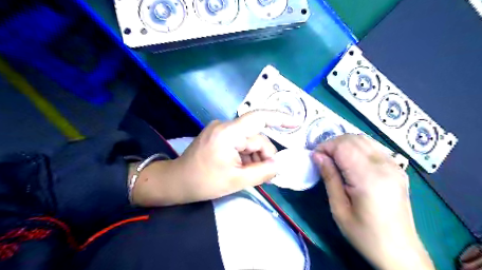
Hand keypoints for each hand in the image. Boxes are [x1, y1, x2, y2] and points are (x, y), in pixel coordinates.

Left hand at [131, 109, 293, 206]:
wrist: (176, 182)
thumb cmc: (203, 182)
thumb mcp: (236, 180)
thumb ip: (262, 172)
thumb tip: (279, 165)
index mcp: (228, 133)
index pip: (258, 118)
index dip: (279, 118)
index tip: (296, 122)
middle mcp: (225, 126)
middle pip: (255, 137)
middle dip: (264, 155)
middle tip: (267, 175)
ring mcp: (221, 130)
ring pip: (248, 141)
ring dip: (254, 157)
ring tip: (251, 175)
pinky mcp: (219, 136)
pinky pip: (239, 143)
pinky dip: (245, 155)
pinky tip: (243, 168)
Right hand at [311, 135, 434, 269]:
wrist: (399, 250)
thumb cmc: (364, 234)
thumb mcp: (339, 209)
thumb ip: (329, 177)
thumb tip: (317, 155)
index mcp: (369, 178)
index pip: (343, 146)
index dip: (325, 147)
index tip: (315, 158)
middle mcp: (385, 166)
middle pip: (353, 139)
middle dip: (333, 144)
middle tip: (322, 159)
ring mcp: (394, 165)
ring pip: (363, 139)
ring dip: (344, 144)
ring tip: (334, 158)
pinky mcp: (397, 167)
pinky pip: (373, 146)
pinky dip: (357, 147)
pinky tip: (350, 160)